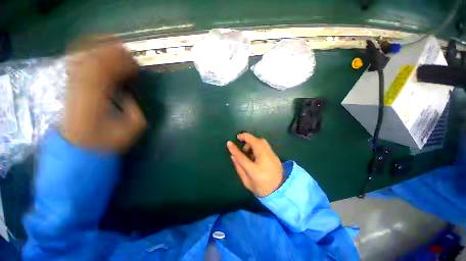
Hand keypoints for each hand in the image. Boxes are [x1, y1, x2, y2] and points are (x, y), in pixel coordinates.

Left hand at [63, 37, 145, 151]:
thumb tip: (128, 92)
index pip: (108, 71)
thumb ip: (133, 108)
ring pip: (84, 59)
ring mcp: (73, 86)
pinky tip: (96, 53)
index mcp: (97, 98)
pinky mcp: (70, 88)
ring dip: (100, 50)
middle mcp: (81, 88)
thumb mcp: (132, 128)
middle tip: (129, 53)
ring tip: (115, 48)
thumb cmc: (108, 140)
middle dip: (114, 53)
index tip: (136, 64)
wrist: (80, 149)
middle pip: (94, 60)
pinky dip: (86, 56)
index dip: (124, 64)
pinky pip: (77, 64)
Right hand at [227, 133, 283, 196]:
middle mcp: (264, 160)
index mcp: (255, 171)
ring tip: (248, 149)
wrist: (281, 191)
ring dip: (253, 141)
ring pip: (262, 141)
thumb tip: (233, 156)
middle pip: (255, 143)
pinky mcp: (275, 155)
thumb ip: (239, 168)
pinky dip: (258, 144)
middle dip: (247, 138)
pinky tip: (255, 152)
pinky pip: (265, 144)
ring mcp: (271, 156)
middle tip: (241, 141)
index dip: (234, 149)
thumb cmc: (261, 188)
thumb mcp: (246, 182)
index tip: (229, 143)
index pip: (242, 157)